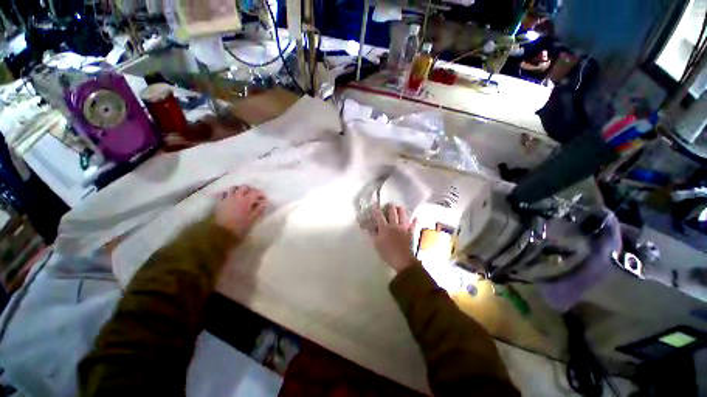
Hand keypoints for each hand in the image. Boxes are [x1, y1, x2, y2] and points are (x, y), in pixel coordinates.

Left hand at [214, 185, 267, 238]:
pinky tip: (230, 198)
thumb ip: (258, 209)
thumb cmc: (239, 227)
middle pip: (244, 187)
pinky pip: (223, 193)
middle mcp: (236, 196)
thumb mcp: (252, 219)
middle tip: (253, 196)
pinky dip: (228, 193)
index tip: (264, 199)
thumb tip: (264, 203)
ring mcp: (226, 198)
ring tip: (242, 195)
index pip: (256, 192)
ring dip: (239, 190)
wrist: (220, 233)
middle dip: (250, 190)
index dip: (261, 194)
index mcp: (246, 200)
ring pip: (233, 188)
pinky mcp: (218, 202)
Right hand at [369, 204, 417, 272]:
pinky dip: (414, 220)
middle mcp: (394, 225)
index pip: (379, 216)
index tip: (374, 205)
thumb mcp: (377, 244)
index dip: (376, 210)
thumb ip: (373, 234)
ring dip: (401, 209)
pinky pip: (413, 224)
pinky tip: (415, 218)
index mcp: (385, 228)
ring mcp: (404, 228)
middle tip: (389, 204)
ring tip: (399, 207)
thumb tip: (370, 227)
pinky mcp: (410, 232)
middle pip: (392, 212)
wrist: (403, 261)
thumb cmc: (388, 253)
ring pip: (403, 215)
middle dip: (390, 206)